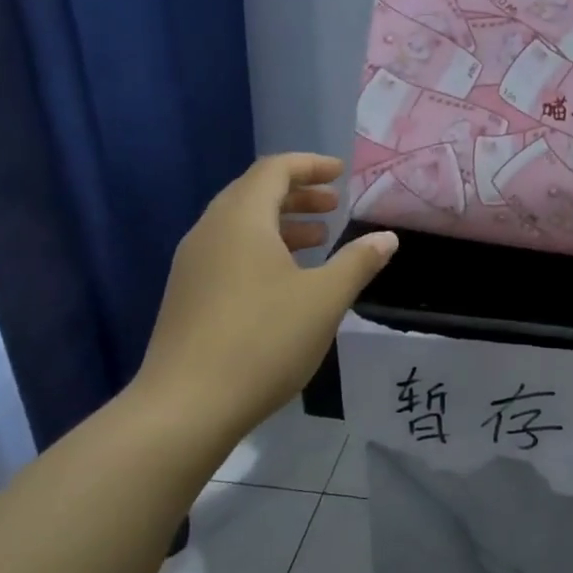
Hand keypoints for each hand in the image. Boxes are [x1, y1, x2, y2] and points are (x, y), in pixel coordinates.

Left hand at [132, 154, 395, 444]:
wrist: (186, 407)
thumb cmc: (263, 340)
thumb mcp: (325, 299)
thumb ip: (358, 262)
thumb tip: (387, 237)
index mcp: (241, 220)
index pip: (274, 170)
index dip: (310, 165)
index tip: (341, 173)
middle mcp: (210, 232)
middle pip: (253, 193)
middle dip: (298, 194)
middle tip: (334, 206)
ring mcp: (192, 266)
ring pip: (240, 226)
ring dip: (281, 224)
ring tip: (318, 240)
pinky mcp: (187, 296)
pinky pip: (229, 252)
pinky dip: (262, 249)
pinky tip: (286, 281)